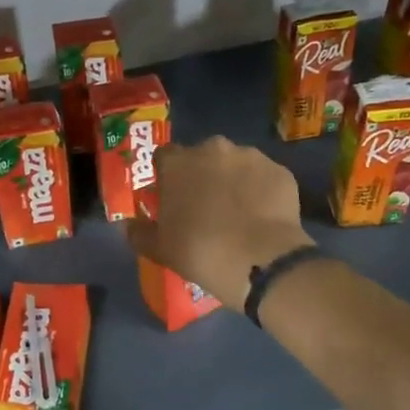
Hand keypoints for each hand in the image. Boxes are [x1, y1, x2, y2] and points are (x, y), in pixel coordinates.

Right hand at [126, 137, 313, 310]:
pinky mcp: (280, 171)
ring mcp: (251, 156)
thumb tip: (128, 226)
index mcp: (179, 163)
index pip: (164, 157)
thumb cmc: (200, 252)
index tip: (172, 198)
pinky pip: (264, 178)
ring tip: (238, 214)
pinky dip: (261, 191)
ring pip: (236, 164)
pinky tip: (261, 217)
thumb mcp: (159, 249)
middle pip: (203, 157)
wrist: (260, 261)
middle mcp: (214, 149)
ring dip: (233, 181)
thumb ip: (139, 233)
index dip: (167, 176)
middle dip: (202, 176)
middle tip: (205, 207)